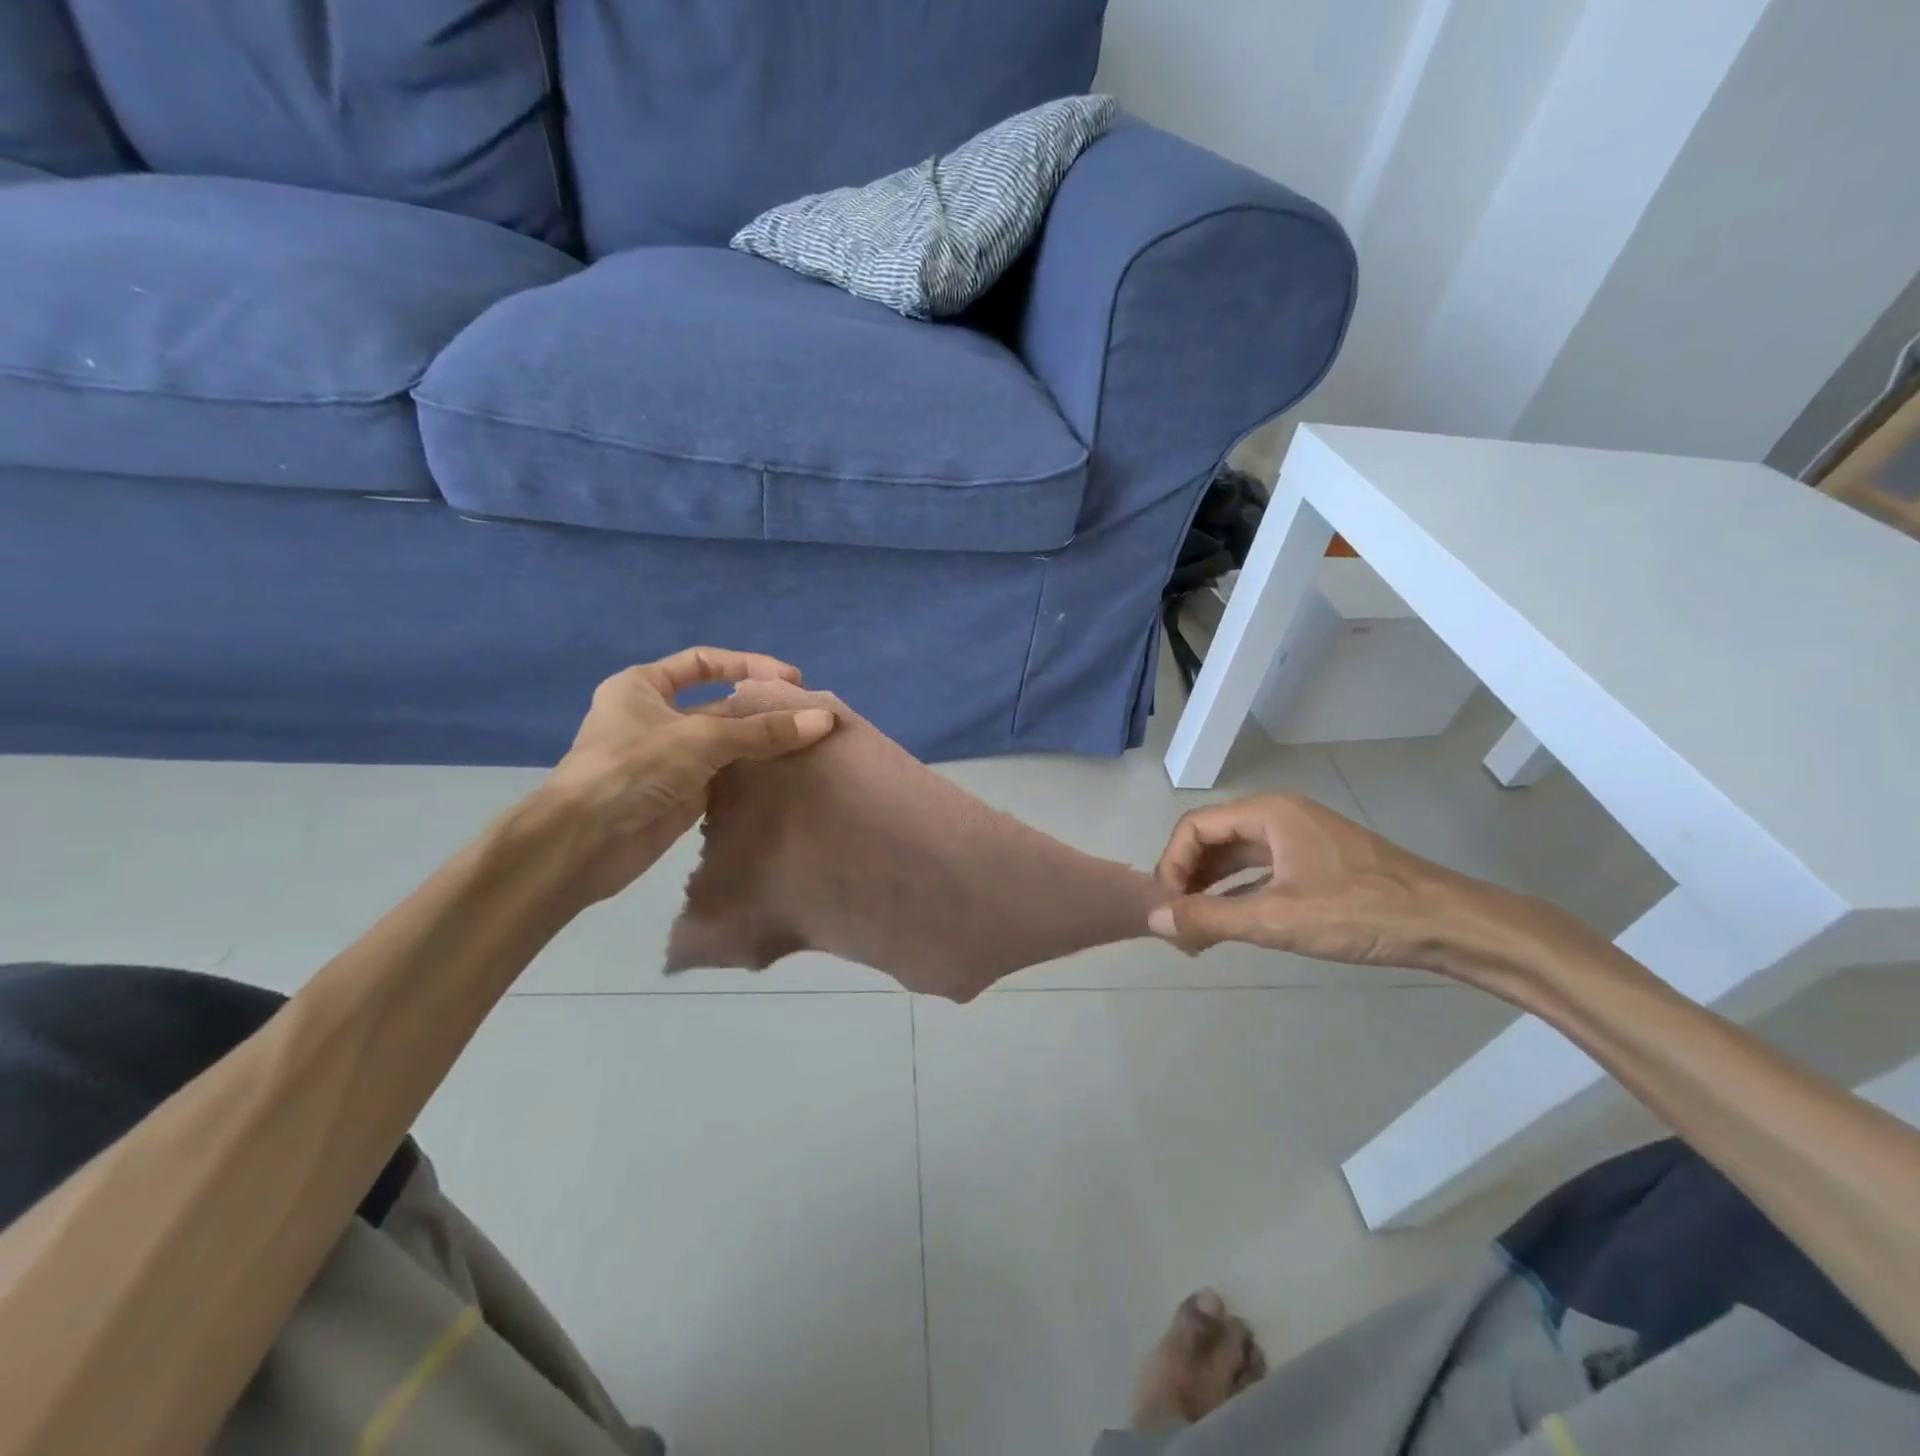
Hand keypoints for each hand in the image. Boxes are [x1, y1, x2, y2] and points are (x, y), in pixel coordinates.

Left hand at [540, 648, 836, 905]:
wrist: (585, 843)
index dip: (748, 665)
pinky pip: (725, 776)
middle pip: (720, 705)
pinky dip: (752, 775)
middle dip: (762, 710)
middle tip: (810, 717)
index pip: (704, 663)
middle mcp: (656, 717)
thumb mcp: (702, 738)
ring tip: (809, 745)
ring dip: (762, 744)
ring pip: (726, 744)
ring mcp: (669, 758)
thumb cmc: (635, 768)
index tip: (791, 680)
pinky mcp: (681, 794)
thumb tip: (824, 719)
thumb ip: (764, 731)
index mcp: (643, 687)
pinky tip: (786, 775)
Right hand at [1149, 794, 1532, 981]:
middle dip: (1188, 878)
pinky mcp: (1315, 862)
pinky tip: (1230, 923)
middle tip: (1177, 922)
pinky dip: (1238, 893)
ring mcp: (1299, 838)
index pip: (1195, 827)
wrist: (1447, 925)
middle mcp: (1279, 816)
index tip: (1166, 907)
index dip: (1172, 864)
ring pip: (1236, 856)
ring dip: (1210, 888)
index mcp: (1268, 813)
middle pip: (1213, 838)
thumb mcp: (1278, 918)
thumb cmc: (1360, 913)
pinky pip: (1260, 870)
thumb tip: (1155, 920)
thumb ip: (1211, 918)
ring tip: (1195, 928)